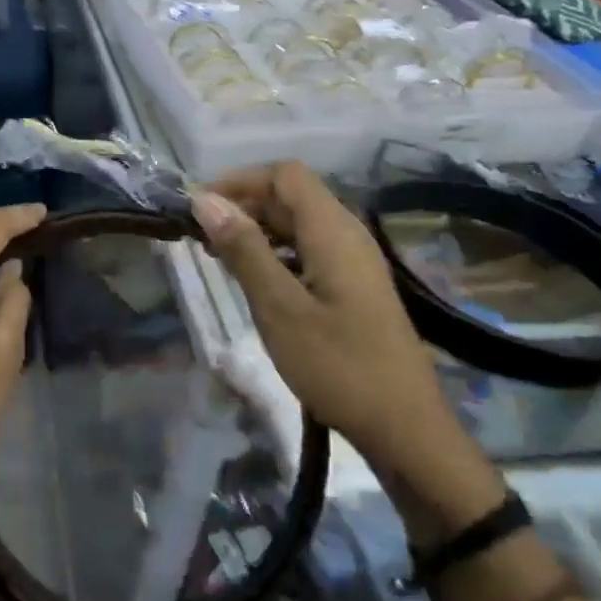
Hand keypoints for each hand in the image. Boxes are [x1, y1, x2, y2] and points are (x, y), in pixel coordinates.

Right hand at [191, 164, 502, 529]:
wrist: (402, 426)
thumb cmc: (336, 365)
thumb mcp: (279, 307)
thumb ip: (243, 249)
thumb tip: (205, 201)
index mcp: (333, 232)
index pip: (284, 175)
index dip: (239, 180)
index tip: (198, 208)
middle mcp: (347, 235)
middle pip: (291, 196)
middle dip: (242, 205)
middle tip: (198, 237)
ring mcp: (353, 262)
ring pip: (297, 225)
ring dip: (255, 230)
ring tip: (217, 257)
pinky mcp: (352, 286)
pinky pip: (307, 251)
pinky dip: (274, 253)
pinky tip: (252, 280)